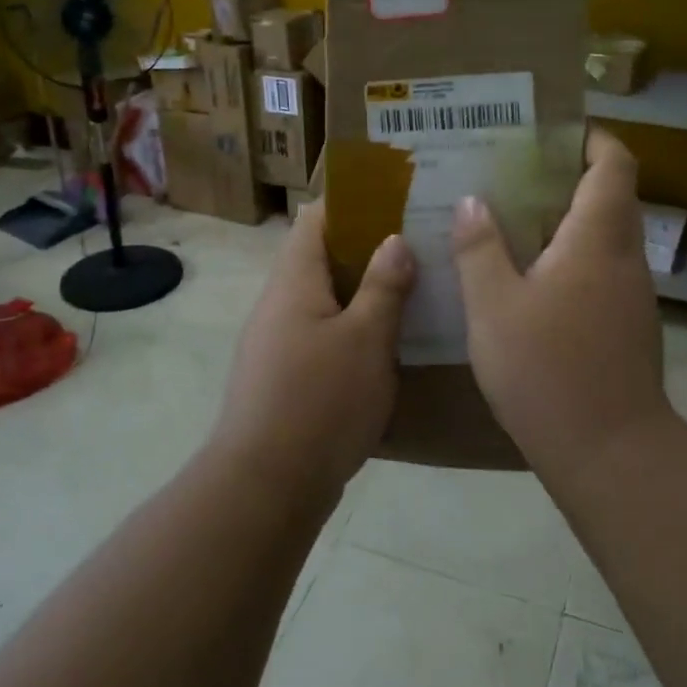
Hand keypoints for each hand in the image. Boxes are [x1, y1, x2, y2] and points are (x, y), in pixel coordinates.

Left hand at [213, 202, 414, 499]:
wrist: (265, 487)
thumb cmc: (320, 401)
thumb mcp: (367, 338)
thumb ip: (383, 286)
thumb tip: (394, 240)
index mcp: (294, 280)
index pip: (318, 217)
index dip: (355, 202)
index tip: (399, 200)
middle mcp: (279, 303)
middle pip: (322, 257)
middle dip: (369, 248)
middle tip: (420, 245)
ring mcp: (277, 342)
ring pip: (325, 298)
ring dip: (364, 290)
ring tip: (414, 288)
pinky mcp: (284, 377)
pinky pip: (323, 334)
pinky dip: (354, 327)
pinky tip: (389, 341)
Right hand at [451, 129, 672, 477]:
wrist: (610, 452)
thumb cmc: (547, 369)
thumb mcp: (493, 305)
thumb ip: (480, 248)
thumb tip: (474, 201)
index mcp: (598, 237)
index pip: (614, 162)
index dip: (591, 136)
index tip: (551, 129)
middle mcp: (626, 257)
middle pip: (611, 196)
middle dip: (567, 177)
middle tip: (512, 174)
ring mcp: (633, 296)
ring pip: (605, 237)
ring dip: (567, 222)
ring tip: (512, 223)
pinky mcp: (629, 327)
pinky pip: (602, 272)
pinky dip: (572, 260)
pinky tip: (531, 282)